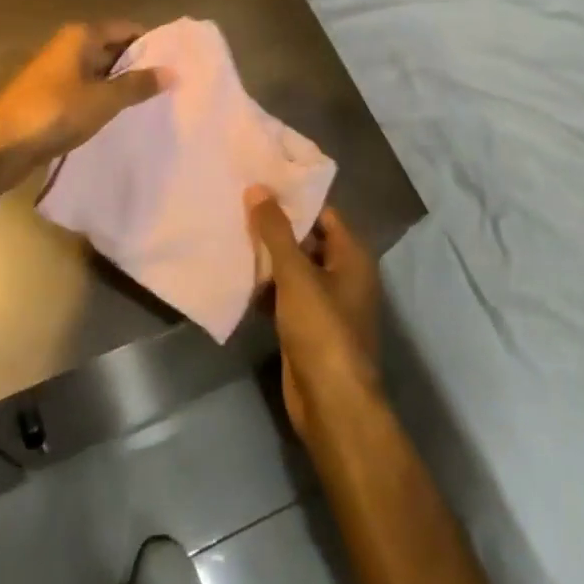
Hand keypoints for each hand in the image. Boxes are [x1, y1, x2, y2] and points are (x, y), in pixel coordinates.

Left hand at [0, 22, 168, 186]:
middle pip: (112, 48)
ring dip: (119, 85)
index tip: (175, 63)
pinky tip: (118, 117)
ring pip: (98, 72)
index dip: (151, 44)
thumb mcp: (104, 100)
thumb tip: (172, 72)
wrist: (0, 145)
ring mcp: (56, 71)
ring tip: (150, 104)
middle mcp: (68, 46)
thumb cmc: (55, 112)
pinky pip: (85, 90)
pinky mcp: (49, 95)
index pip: (126, 28)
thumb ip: (138, 85)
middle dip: (137, 66)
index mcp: (81, 36)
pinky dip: (101, 99)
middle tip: (169, 86)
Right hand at [247, 187, 381, 443]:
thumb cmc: (322, 329)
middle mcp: (343, 274)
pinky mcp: (308, 326)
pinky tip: (237, 274)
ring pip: (294, 267)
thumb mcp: (296, 274)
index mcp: (352, 255)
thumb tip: (258, 188)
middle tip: (238, 202)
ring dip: (267, 256)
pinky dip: (266, 284)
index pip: (323, 212)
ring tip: (231, 230)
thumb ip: (275, 231)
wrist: (332, 403)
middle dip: (275, 225)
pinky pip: (285, 293)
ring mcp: (326, 302)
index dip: (294, 197)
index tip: (260, 181)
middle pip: (307, 238)